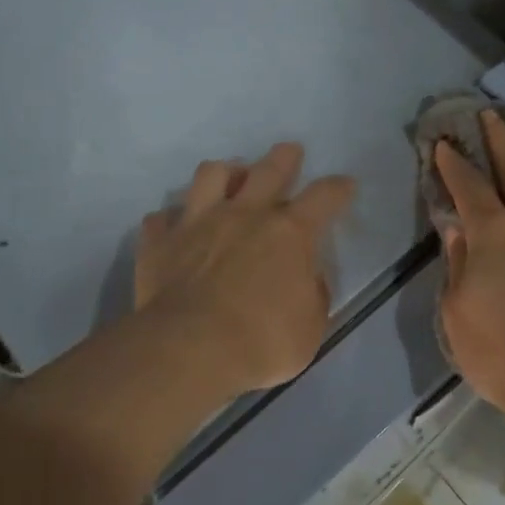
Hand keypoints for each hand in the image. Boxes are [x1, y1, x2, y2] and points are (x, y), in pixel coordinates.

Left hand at [135, 142, 355, 396]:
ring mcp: (198, 222)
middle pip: (268, 169)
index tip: (345, 185)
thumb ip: (313, 294)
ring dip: (224, 173)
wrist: (189, 351)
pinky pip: (161, 218)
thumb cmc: (262, 342)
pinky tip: (175, 229)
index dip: (338, 188)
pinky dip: (171, 221)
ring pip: (210, 174)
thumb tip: (307, 278)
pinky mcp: (160, 242)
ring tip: (228, 180)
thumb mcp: (310, 327)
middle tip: (289, 152)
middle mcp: (245, 214)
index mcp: (290, 233)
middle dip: (284, 157)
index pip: (324, 197)